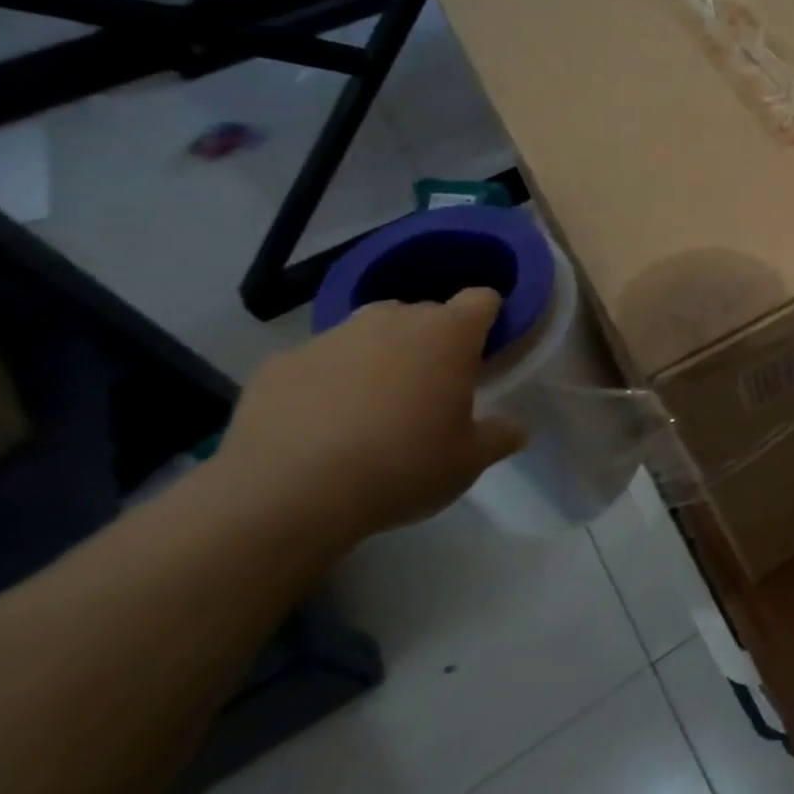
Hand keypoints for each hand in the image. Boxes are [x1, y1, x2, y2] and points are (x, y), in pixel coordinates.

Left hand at [217, 289, 526, 546]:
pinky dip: (325, 382)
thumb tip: (515, 428)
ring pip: (368, 333)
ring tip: (373, 407)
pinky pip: (316, 363)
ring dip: (378, 357)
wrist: (287, 495)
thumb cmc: (403, 467)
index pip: (482, 299)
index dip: (488, 319)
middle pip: (424, 313)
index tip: (486, 350)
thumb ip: (500, 435)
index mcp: (448, 334)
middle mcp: (391, 320)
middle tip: (432, 388)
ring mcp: (330, 337)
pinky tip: (320, 425)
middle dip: (432, 341)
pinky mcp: (278, 363)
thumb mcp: (470, 461)